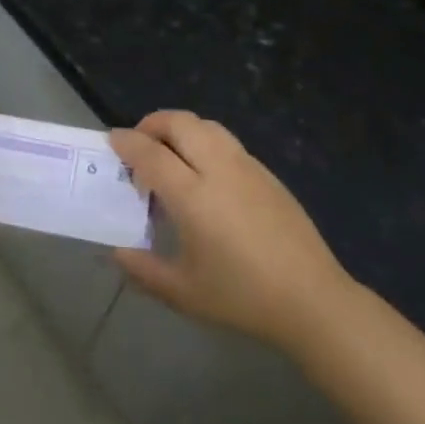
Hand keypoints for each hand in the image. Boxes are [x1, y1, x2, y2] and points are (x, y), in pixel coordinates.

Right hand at [110, 111, 352, 350]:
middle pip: (180, 123)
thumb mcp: (183, 292)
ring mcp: (248, 168)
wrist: (313, 300)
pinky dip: (204, 142)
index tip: (111, 140)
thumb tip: (117, 252)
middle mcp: (219, 169)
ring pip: (207, 126)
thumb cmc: (242, 297)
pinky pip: (227, 142)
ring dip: (181, 129)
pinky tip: (205, 175)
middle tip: (139, 145)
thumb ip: (143, 270)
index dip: (126, 142)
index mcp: (193, 196)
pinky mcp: (268, 174)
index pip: (150, 153)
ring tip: (170, 155)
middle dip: (152, 124)